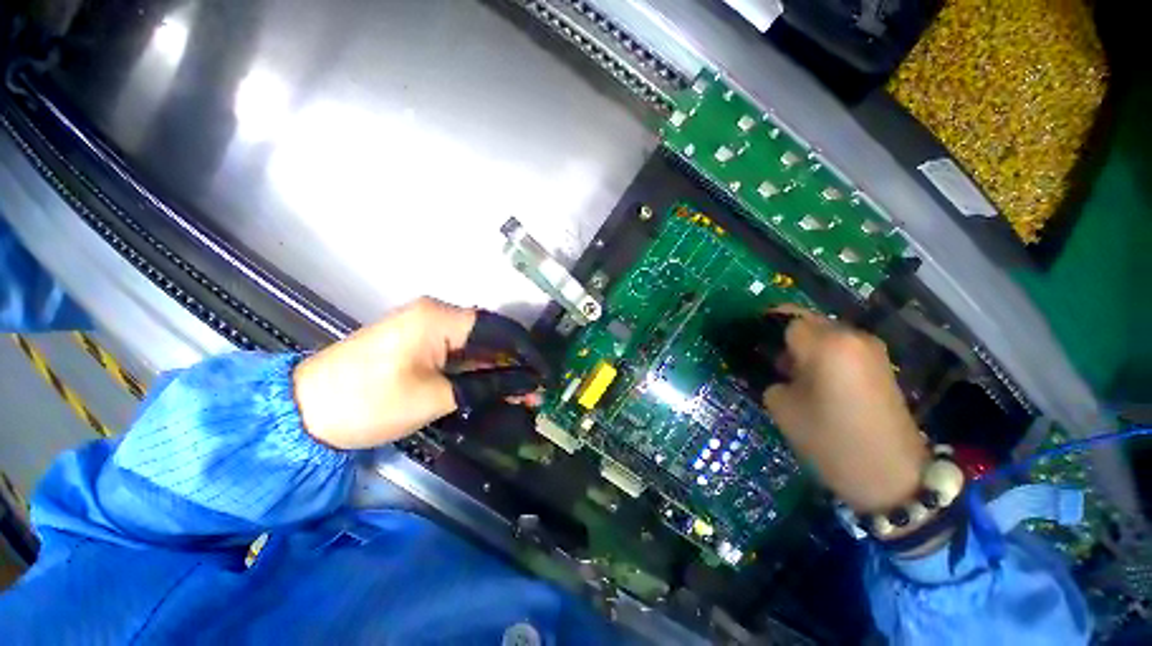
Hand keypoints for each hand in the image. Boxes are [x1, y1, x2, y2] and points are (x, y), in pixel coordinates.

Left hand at [293, 297, 545, 449]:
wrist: (301, 411)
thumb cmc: (369, 402)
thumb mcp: (436, 396)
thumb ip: (487, 385)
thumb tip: (528, 384)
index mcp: (441, 318)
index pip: (500, 329)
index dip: (528, 352)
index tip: (546, 375)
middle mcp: (438, 314)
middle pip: (491, 336)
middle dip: (517, 363)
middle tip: (536, 391)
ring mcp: (428, 327)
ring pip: (478, 345)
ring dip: (500, 369)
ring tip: (524, 394)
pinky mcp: (420, 343)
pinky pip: (460, 352)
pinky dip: (479, 369)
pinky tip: (497, 385)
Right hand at [762, 306, 928, 512]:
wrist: (892, 476)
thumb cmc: (830, 439)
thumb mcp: (783, 407)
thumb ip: (773, 378)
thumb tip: (778, 370)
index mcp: (827, 344)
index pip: (786, 320)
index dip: (765, 329)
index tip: (750, 343)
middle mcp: (852, 337)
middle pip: (808, 322)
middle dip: (785, 335)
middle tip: (769, 359)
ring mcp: (871, 349)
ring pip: (825, 333)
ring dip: (804, 346)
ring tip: (791, 372)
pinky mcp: (880, 365)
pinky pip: (841, 347)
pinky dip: (823, 355)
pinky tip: (815, 379)